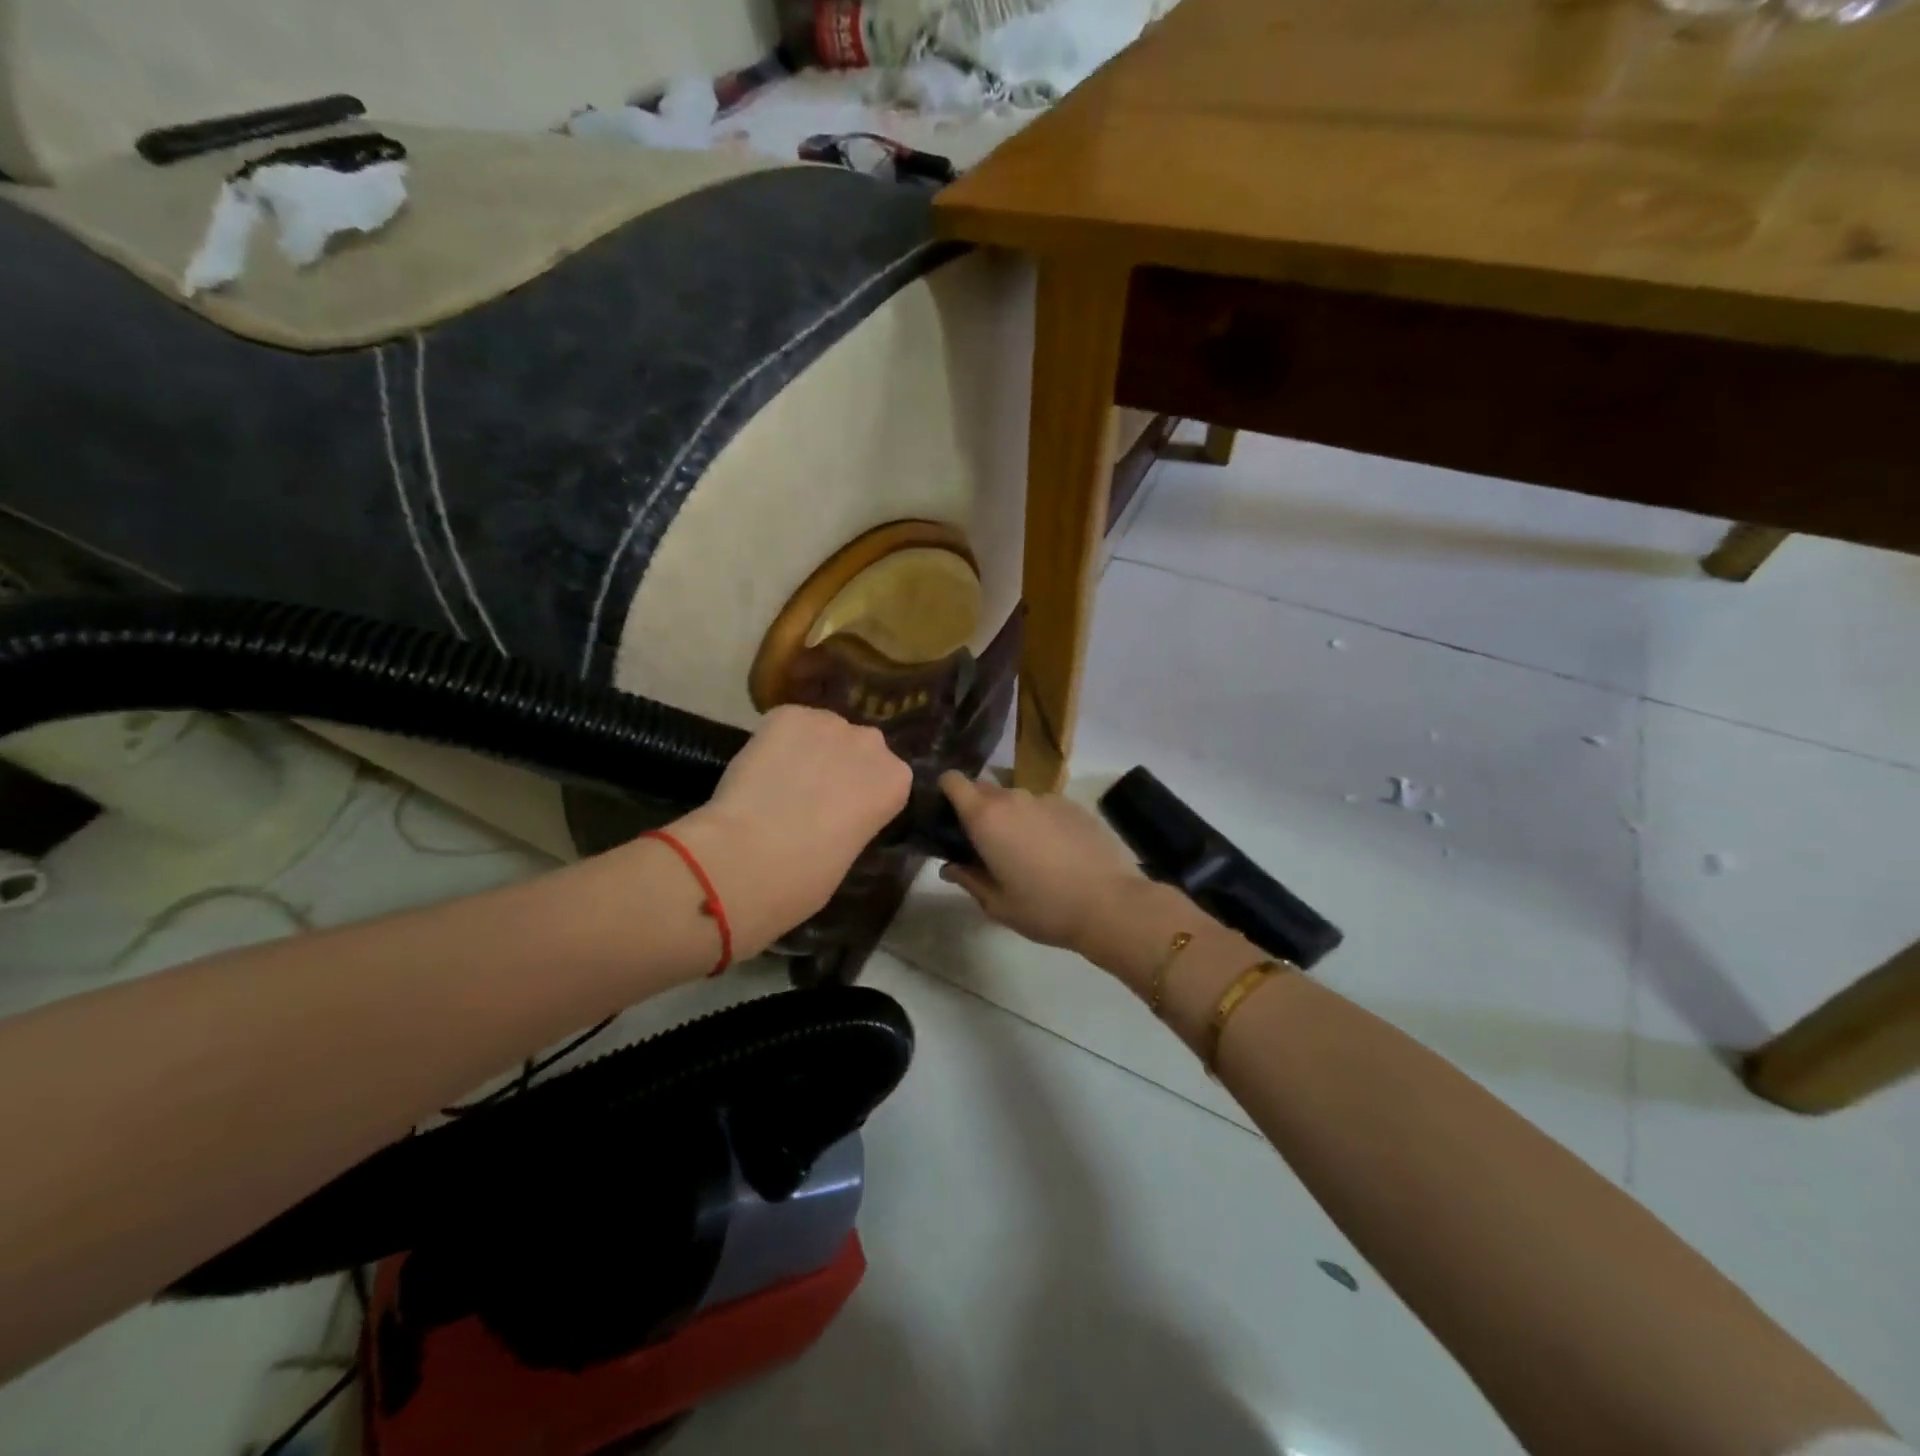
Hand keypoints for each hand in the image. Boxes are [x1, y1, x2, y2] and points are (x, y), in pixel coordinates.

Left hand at [670, 706, 910, 958]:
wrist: (751, 857)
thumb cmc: (808, 877)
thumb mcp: (849, 854)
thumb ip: (851, 822)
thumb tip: (830, 817)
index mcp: (896, 781)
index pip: (886, 778)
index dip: (860, 793)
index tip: (841, 813)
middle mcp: (871, 743)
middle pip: (857, 747)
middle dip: (838, 765)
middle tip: (809, 796)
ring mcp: (829, 722)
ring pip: (821, 730)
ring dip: (807, 750)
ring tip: (778, 780)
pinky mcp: (787, 714)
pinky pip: (785, 724)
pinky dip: (773, 741)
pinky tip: (759, 768)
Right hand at [937, 772, 1145, 950]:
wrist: (1110, 903)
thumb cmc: (1045, 907)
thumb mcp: (997, 904)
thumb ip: (968, 879)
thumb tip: (950, 867)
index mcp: (986, 817)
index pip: (953, 780)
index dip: (946, 793)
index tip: (948, 818)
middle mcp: (1013, 798)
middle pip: (983, 789)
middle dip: (978, 810)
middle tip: (985, 845)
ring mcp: (1046, 798)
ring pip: (1016, 799)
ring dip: (1011, 817)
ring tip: (1026, 853)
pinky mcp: (1074, 805)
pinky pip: (1044, 807)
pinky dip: (1040, 822)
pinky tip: (1056, 852)